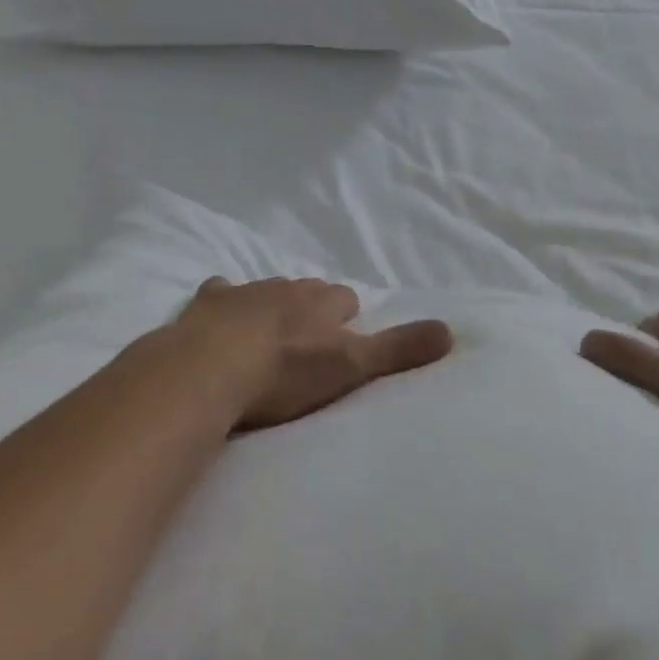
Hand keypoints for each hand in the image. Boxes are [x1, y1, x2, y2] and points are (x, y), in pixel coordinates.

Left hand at [174, 276, 452, 430]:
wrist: (207, 369)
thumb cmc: (285, 371)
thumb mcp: (351, 365)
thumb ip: (399, 349)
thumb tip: (452, 331)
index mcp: (322, 302)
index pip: (345, 299)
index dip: (346, 318)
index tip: (344, 337)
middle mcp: (287, 288)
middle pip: (307, 292)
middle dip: (310, 309)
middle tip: (308, 340)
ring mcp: (244, 293)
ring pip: (266, 291)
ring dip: (270, 307)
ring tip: (267, 336)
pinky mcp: (206, 304)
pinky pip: (220, 293)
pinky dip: (223, 302)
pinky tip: (218, 315)